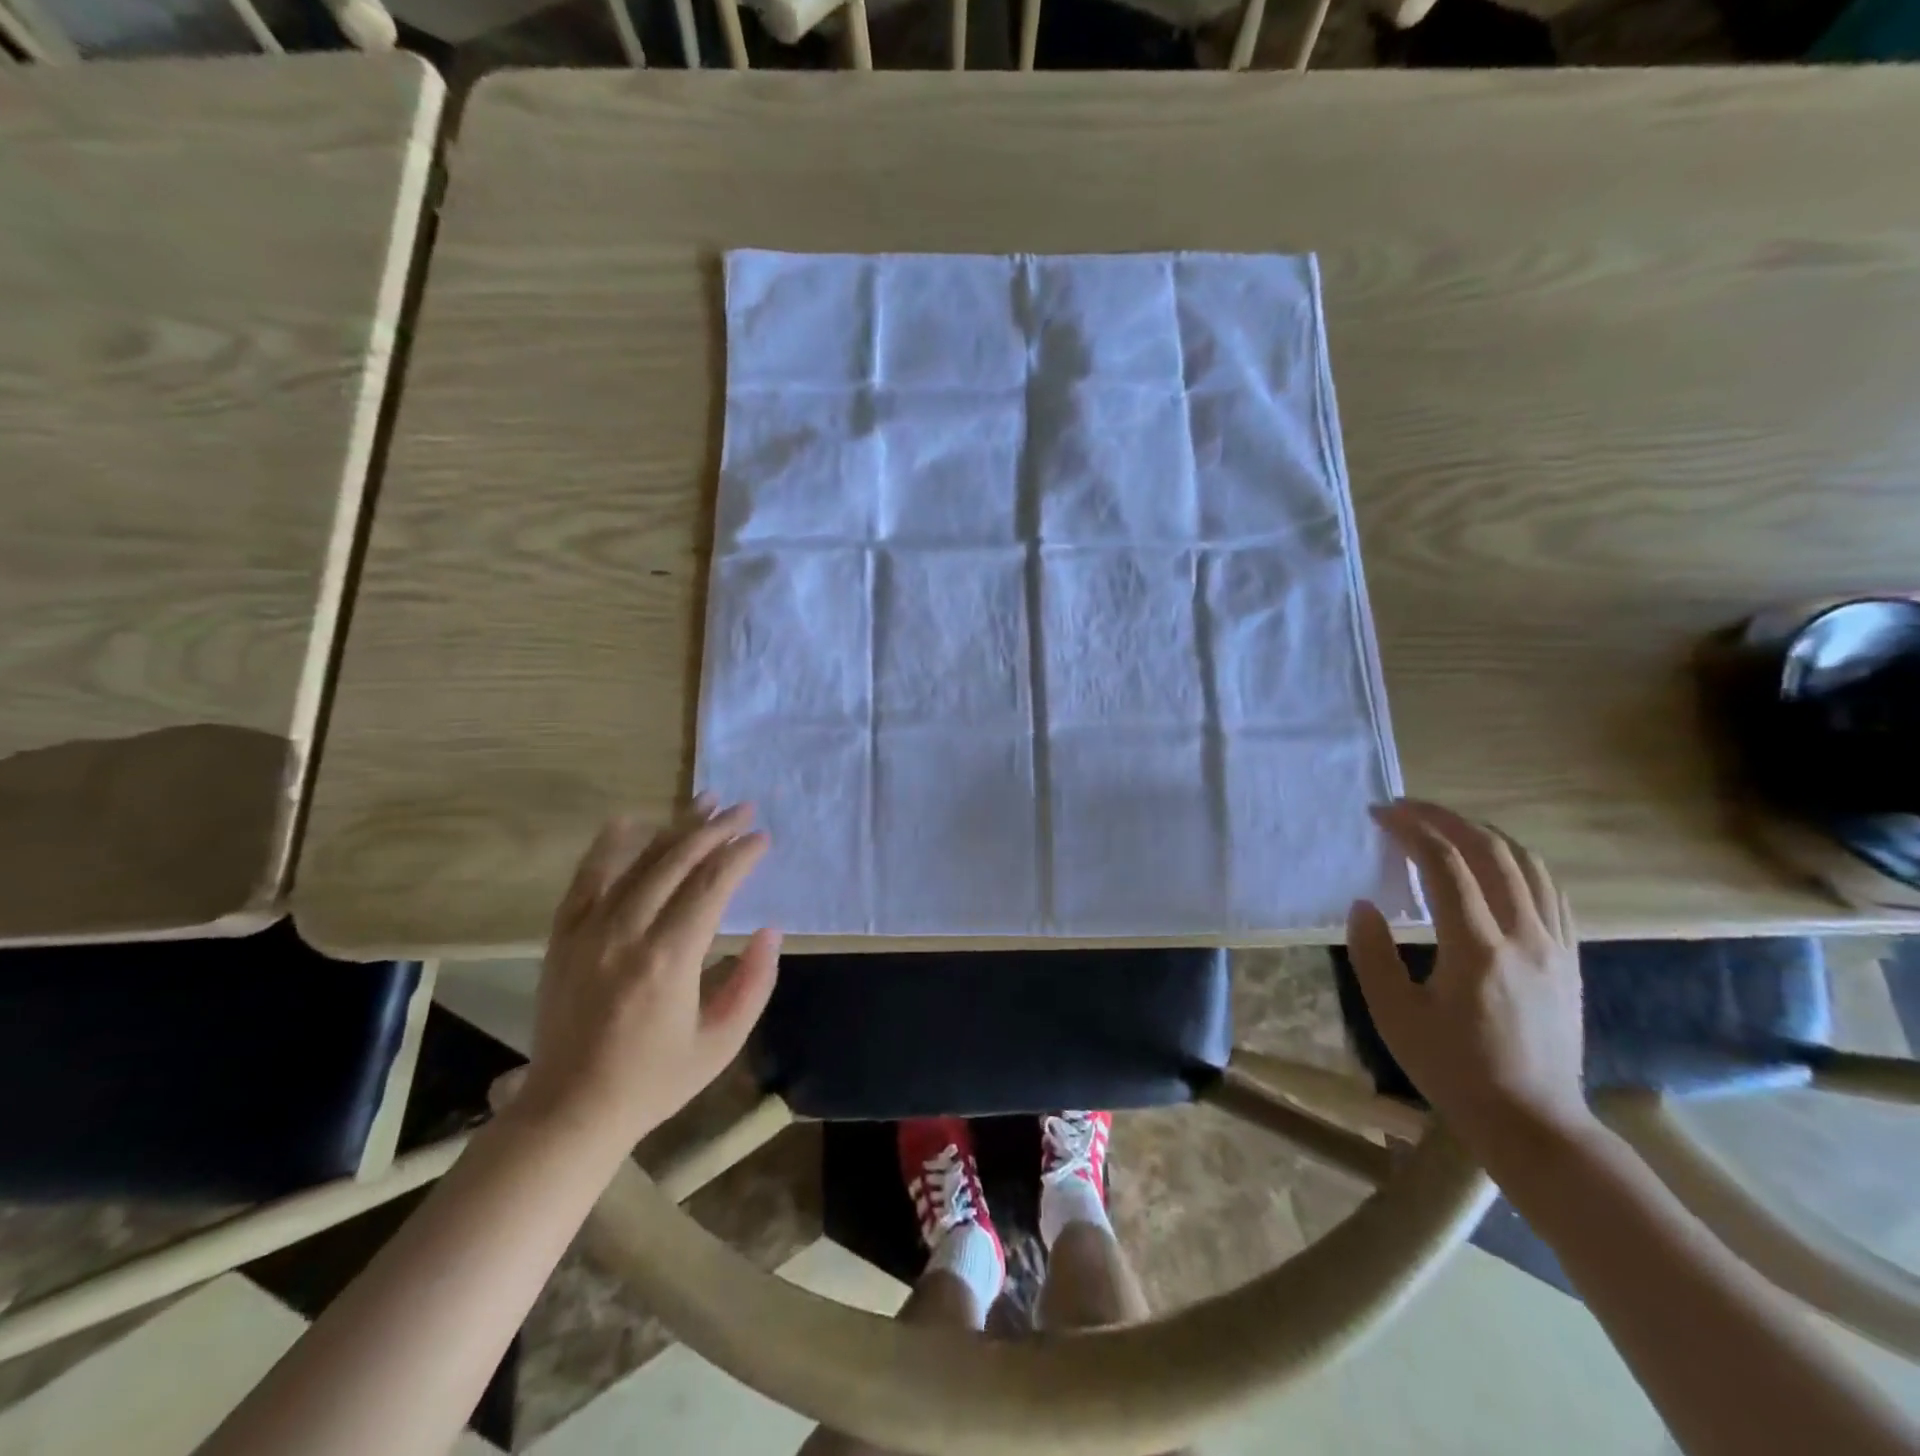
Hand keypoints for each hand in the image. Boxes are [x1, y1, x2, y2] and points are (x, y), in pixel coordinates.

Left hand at [511, 797, 781, 1156]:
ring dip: (675, 828)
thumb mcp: (722, 1042)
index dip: (741, 855)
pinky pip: (587, 878)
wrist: (570, 1110)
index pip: (712, 886)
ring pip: (638, 862)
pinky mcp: (564, 937)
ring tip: (704, 801)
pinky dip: (609, 846)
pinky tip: (630, 821)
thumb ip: (753, 982)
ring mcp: (589, 932)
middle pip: (677, 862)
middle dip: (715, 830)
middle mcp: (627, 933)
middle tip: (742, 809)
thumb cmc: (655, 1079)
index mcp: (669, 960)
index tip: (763, 838)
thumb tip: (770, 931)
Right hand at [1347, 799, 1592, 1164]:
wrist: (1533, 1121)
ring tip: (1445, 826)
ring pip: (1526, 864)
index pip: (1445, 865)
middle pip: (1490, 852)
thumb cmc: (1453, 1070)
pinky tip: (1493, 863)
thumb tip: (1364, 905)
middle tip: (1405, 807)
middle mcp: (1524, 936)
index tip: (1379, 814)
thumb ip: (1371, 954)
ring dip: (1482, 833)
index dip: (1410, 830)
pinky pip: (1549, 890)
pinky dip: (1516, 861)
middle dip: (1444, 818)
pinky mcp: (1569, 958)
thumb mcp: (1394, 1016)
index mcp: (1477, 949)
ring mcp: (1555, 945)